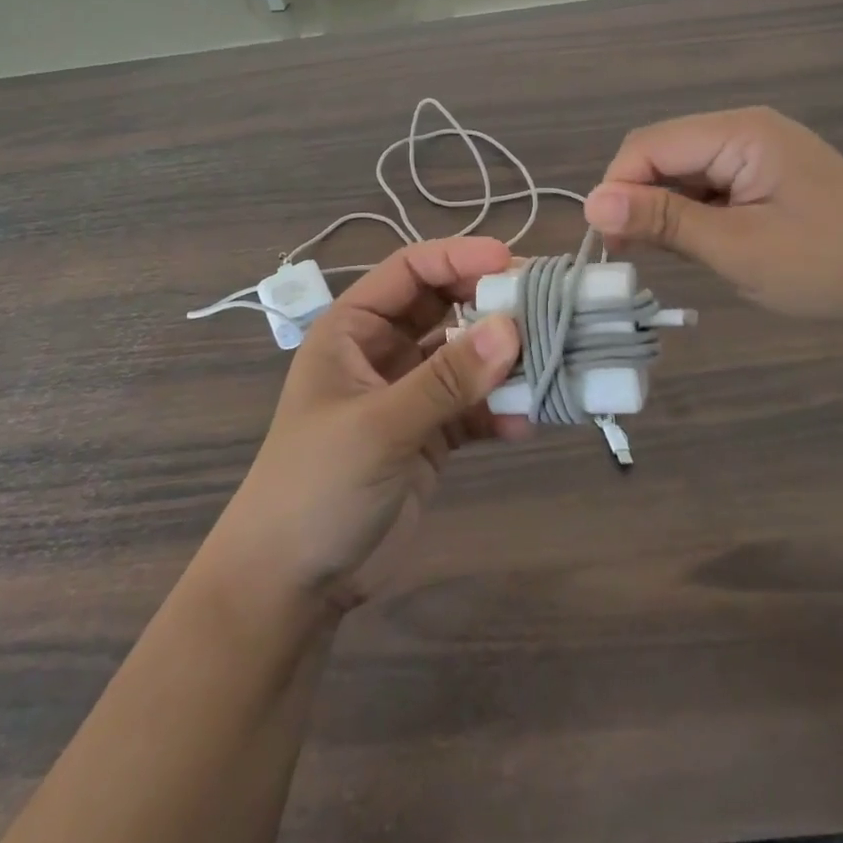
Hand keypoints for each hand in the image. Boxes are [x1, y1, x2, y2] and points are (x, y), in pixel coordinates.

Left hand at [204, 238, 526, 615]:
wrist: (293, 584)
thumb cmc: (316, 486)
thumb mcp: (379, 426)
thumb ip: (446, 379)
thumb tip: (511, 329)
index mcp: (353, 329)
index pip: (410, 271)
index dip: (459, 257)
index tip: (512, 262)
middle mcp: (382, 351)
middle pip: (445, 307)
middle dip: (491, 304)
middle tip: (545, 306)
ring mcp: (409, 393)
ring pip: (465, 357)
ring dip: (504, 360)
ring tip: (550, 361)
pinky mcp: (430, 435)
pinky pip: (473, 407)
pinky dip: (499, 410)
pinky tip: (526, 421)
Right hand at [583, 107, 842, 327]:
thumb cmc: (825, 265)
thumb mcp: (735, 247)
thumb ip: (662, 220)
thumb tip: (590, 203)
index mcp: (739, 131)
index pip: (650, 144)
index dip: (617, 187)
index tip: (605, 240)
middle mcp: (744, 130)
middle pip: (664, 153)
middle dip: (637, 197)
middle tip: (627, 252)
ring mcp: (758, 153)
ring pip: (683, 171)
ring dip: (663, 208)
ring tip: (660, 254)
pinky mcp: (766, 178)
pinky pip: (709, 185)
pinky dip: (691, 213)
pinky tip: (695, 244)